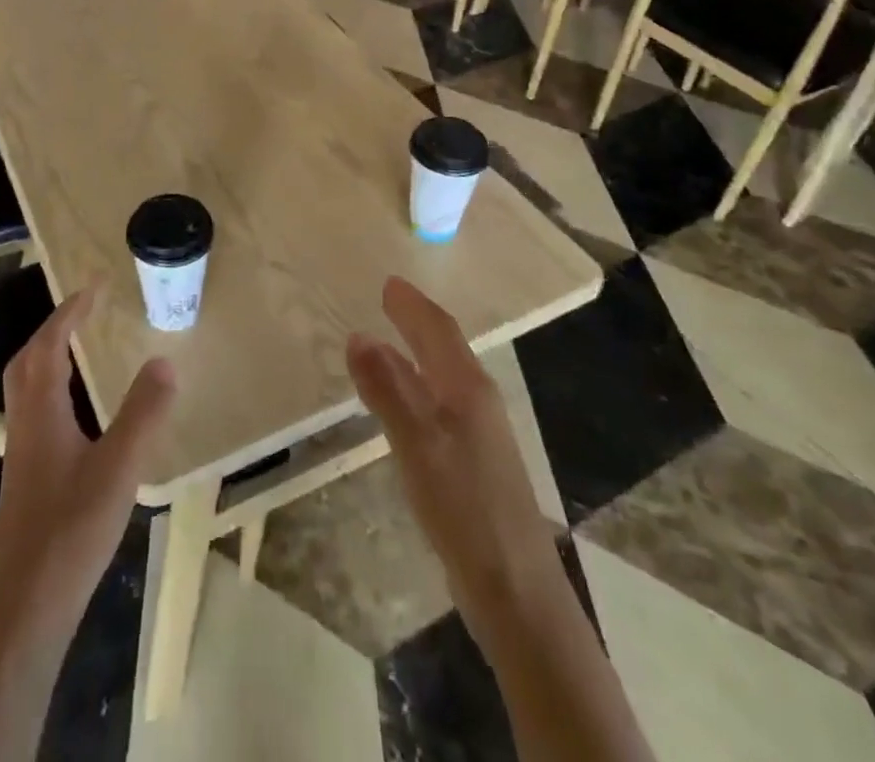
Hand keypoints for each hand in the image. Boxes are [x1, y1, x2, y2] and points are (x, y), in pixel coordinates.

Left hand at [0, 290, 175, 636]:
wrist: (27, 605)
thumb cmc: (72, 530)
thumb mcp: (118, 468)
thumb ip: (143, 413)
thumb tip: (164, 361)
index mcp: (41, 410)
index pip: (50, 344)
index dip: (70, 311)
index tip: (94, 287)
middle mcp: (24, 422)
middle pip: (28, 359)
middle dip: (54, 327)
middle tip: (84, 310)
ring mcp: (22, 451)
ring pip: (26, 385)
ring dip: (49, 355)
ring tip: (79, 346)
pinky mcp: (26, 475)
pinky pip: (34, 408)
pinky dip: (51, 386)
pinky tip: (76, 409)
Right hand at [346, 277, 560, 656]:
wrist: (515, 592)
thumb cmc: (465, 507)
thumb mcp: (418, 444)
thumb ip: (388, 389)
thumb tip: (358, 335)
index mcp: (467, 389)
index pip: (438, 332)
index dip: (412, 306)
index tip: (388, 283)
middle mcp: (477, 403)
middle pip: (445, 349)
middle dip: (417, 322)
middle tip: (390, 300)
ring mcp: (478, 435)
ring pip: (444, 376)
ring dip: (418, 352)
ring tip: (390, 340)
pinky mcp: (472, 464)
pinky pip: (439, 404)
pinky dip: (418, 386)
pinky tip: (403, 404)